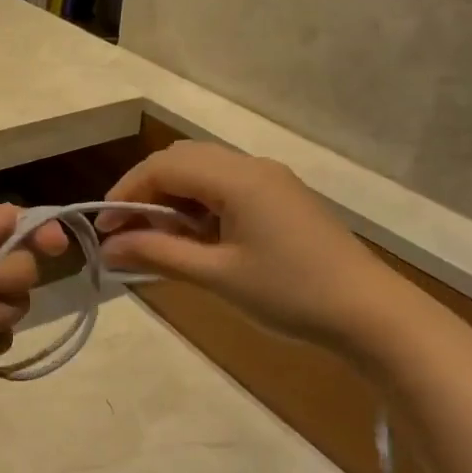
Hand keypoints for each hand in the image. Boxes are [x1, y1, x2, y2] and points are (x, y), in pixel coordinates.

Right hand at [97, 142, 409, 352]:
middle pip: (182, 160)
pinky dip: (198, 206)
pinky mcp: (281, 200)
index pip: (163, 167)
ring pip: (204, 173)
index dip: (125, 193)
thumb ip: (157, 253)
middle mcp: (253, 167)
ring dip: (172, 199)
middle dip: (145, 191)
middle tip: (124, 233)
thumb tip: (107, 247)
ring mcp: (271, 182)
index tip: (102, 230)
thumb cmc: (289, 293)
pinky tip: (194, 240)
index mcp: (237, 178)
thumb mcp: (216, 275)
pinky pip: (226, 188)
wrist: (369, 313)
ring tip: (155, 240)